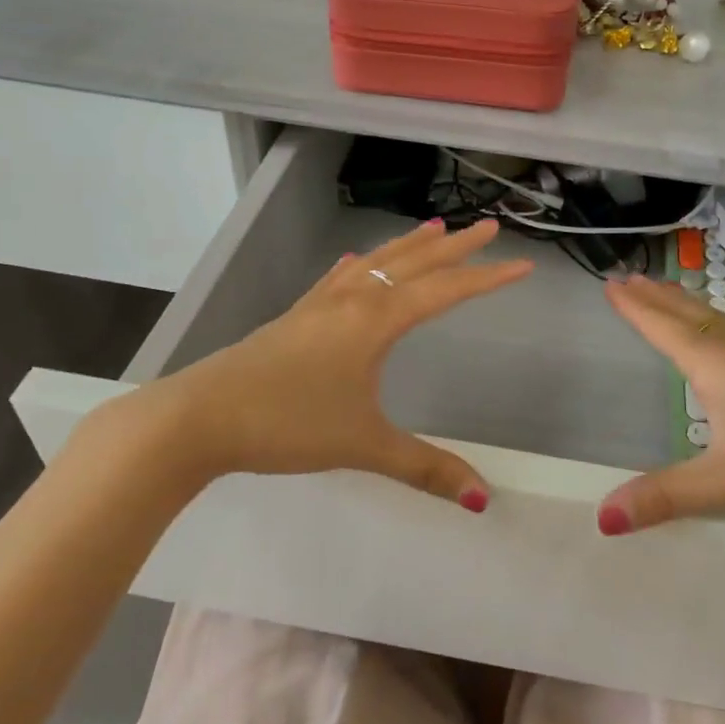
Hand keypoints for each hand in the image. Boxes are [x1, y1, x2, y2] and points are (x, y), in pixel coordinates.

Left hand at [87, 218, 533, 506]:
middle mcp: (350, 302)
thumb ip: (425, 469)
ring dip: (408, 246)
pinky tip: (355, 262)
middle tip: (489, 226)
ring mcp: (318, 307)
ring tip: (433, 228)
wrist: (201, 417)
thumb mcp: (364, 446)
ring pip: (373, 264)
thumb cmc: (288, 424)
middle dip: (455, 246)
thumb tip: (483, 497)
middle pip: (412, 263)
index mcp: (374, 322)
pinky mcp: (293, 319)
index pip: (444, 291)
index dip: (487, 279)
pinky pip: (337, 279)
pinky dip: (358, 265)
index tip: (523, 266)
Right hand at [596, 276, 724, 534]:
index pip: (665, 329)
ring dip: (688, 306)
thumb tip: (602, 518)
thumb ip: (666, 497)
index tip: (609, 283)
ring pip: (720, 324)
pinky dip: (718, 326)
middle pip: (691, 316)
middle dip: (658, 297)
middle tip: (630, 276)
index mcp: (717, 367)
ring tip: (670, 295)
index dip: (635, 308)